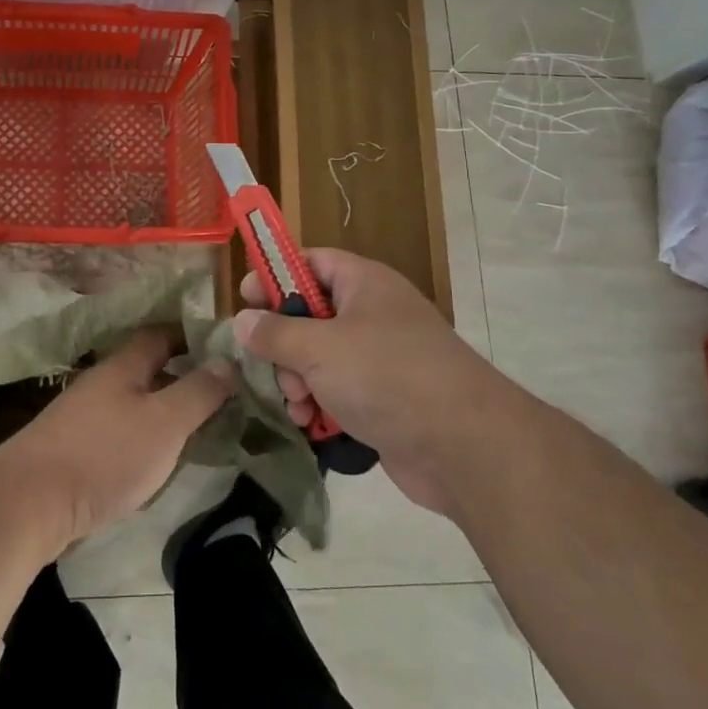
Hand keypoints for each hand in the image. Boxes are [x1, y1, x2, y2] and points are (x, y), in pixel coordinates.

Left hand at [0, 327, 233, 545]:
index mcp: (123, 366)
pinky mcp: (74, 450)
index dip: (191, 335)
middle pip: (146, 368)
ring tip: (197, 426)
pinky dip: (143, 435)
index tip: (223, 347)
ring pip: (133, 401)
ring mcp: (83, 416)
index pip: (160, 334)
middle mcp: (101, 383)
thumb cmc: (104, 455)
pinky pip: (119, 430)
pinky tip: (156, 458)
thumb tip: (227, 360)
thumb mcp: (164, 423)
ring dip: (163, 408)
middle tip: (221, 391)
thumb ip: (198, 392)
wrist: (29, 503)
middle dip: (181, 374)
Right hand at [234, 249, 490, 510]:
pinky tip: (311, 426)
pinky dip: (321, 406)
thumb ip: (275, 332)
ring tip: (298, 406)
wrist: (465, 446)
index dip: (276, 274)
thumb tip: (242, 321)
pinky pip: (339, 392)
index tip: (244, 298)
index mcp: (364, 284)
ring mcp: (381, 359)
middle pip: (310, 315)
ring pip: (320, 358)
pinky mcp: (385, 400)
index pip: (311, 261)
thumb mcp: (319, 348)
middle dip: (284, 344)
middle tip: (273, 367)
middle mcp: (373, 315)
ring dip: (298, 381)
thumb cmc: (387, 376)